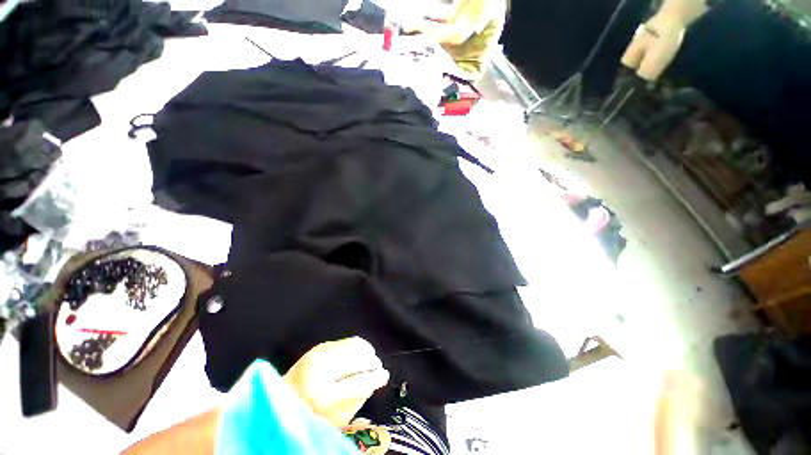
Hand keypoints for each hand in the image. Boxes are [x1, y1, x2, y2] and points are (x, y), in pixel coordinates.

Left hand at [283, 337, 389, 426]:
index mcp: (322, 397)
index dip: (376, 377)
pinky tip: (359, 353)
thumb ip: (358, 399)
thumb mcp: (336, 420)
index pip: (359, 382)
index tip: (385, 375)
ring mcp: (318, 355)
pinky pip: (346, 340)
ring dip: (365, 351)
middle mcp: (319, 371)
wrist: (282, 401)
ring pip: (353, 345)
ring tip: (370, 359)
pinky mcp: (318, 346)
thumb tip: (377, 379)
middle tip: (377, 367)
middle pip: (357, 358)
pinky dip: (356, 346)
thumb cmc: (310, 416)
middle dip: (371, 361)